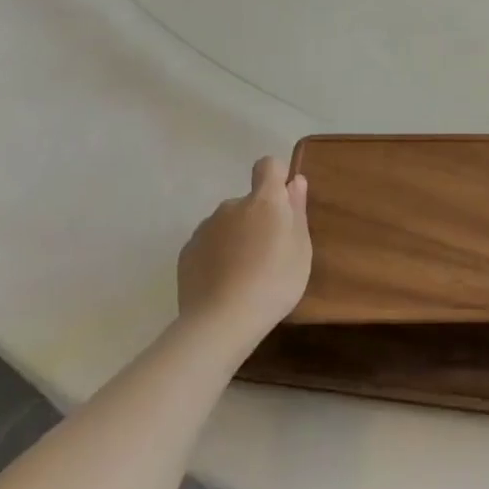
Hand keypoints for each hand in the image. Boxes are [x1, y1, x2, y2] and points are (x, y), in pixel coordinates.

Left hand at [177, 157, 312, 340]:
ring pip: (227, 224)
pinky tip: (224, 283)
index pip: (268, 166)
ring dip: (236, 237)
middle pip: (248, 201)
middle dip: (257, 218)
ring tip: (245, 273)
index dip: (276, 177)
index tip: (284, 202)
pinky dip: (217, 256)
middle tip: (269, 253)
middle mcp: (231, 206)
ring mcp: (205, 228)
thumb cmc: (275, 281)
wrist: (222, 321)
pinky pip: (209, 244)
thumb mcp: (301, 248)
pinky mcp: (187, 252)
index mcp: (264, 201)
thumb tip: (295, 182)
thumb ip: (297, 211)